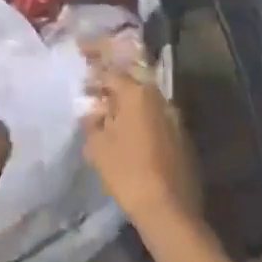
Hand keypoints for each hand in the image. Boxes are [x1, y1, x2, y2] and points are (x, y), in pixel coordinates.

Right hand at [82, 57, 199, 233]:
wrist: (169, 210)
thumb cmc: (127, 172)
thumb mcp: (98, 146)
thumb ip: (93, 121)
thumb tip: (93, 110)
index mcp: (137, 94)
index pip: (110, 70)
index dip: (93, 61)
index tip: (80, 51)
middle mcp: (159, 99)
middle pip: (131, 81)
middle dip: (110, 81)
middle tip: (91, 85)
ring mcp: (174, 118)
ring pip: (144, 100)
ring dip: (124, 101)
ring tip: (105, 110)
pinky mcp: (181, 138)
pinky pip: (154, 117)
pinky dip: (137, 118)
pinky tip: (125, 132)